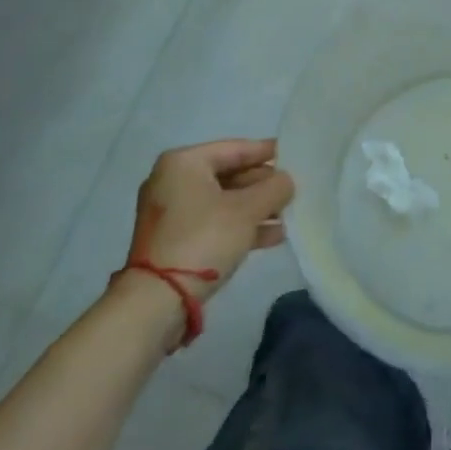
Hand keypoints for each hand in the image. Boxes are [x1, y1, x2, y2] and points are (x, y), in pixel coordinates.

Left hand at [128, 139, 293, 294]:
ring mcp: (171, 213)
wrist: (157, 301)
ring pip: (223, 202)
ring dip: (256, 208)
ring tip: (288, 215)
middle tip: (293, 189)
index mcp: (184, 163)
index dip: (266, 152)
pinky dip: (240, 226)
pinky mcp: (173, 240)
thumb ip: (274, 188)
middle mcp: (172, 181)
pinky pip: (214, 223)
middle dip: (262, 185)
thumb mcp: (247, 210)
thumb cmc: (203, 239)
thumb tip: (286, 180)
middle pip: (228, 175)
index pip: (235, 148)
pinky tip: (272, 236)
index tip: (293, 154)